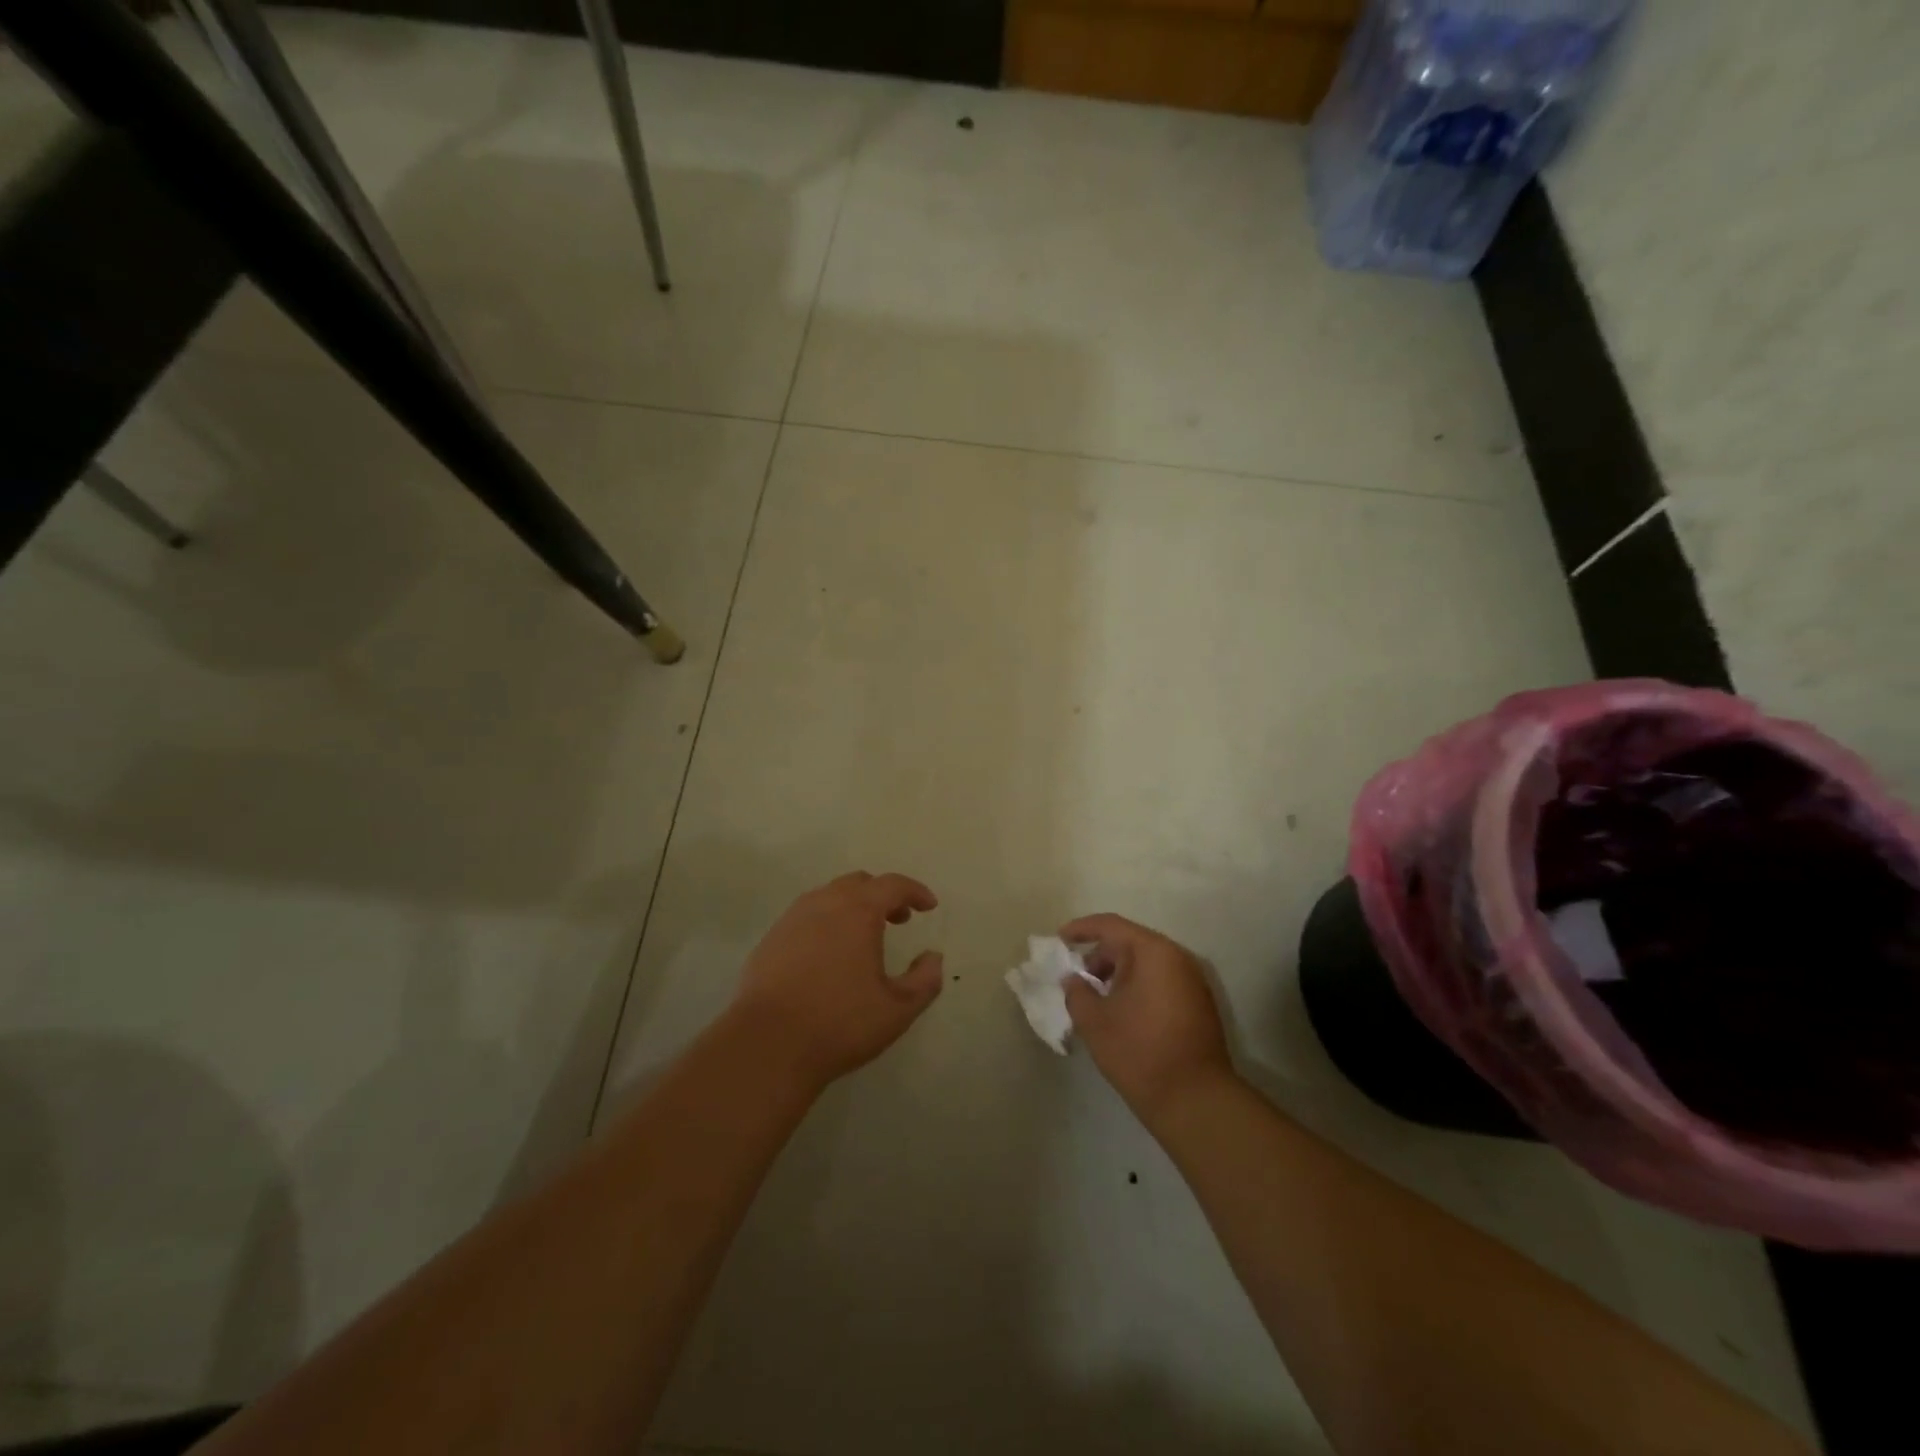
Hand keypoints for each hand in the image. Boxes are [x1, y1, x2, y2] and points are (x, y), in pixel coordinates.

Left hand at [728, 871, 944, 1090]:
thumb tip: (933, 957)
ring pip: (828, 897)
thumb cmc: (840, 1023)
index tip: (929, 906)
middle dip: (883, 895)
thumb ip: (924, 980)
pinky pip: (805, 918)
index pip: (893, 885)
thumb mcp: (897, 1009)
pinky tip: (827, 956)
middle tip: (898, 919)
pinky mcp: (769, 940)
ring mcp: (791, 920)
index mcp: (858, 911)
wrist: (767, 1045)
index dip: (915, 891)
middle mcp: (823, 904)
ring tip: (863, 937)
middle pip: (858, 883)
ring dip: (852, 907)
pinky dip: (825, 923)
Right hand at [1062, 913, 1234, 1124]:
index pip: (1111, 926)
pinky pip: (1161, 981)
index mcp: (1153, 952)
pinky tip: (1122, 1011)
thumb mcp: (1095, 1022)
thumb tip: (1074, 980)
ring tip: (1096, 998)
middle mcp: (1177, 958)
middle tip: (1077, 977)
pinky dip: (1138, 986)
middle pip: (1131, 943)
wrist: (1196, 1100)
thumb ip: (1077, 992)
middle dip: (1100, 956)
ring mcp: (1193, 981)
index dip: (1082, 929)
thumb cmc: (1140, 1052)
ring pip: (1147, 964)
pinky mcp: (1199, 1004)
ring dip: (1119, 973)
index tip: (1060, 939)